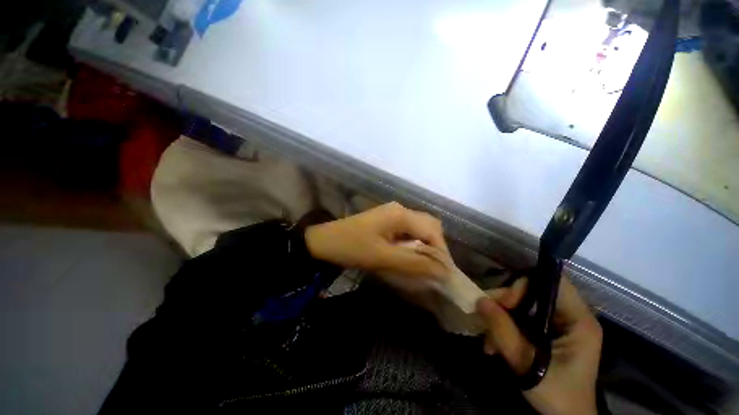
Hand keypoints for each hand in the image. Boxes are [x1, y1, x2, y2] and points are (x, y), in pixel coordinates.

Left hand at [305, 202, 449, 277]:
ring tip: (423, 264)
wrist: (325, 241)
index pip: (432, 231)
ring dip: (424, 245)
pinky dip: (413, 243)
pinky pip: (408, 230)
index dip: (441, 252)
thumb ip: (414, 263)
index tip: (443, 273)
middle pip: (429, 225)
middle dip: (435, 247)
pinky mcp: (387, 220)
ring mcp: (393, 213)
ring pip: (419, 228)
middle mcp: (400, 209)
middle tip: (433, 268)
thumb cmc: (352, 248)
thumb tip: (443, 271)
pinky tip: (409, 255)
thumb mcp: (383, 257)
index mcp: (401, 214)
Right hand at [477, 277, 601, 414]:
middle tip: (487, 318)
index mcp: (578, 321)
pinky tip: (493, 345)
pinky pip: (521, 319)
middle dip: (505, 303)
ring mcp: (558, 325)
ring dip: (501, 317)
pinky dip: (505, 327)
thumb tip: (479, 300)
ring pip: (523, 305)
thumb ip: (503, 331)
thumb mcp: (527, 365)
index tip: (504, 302)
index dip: (525, 285)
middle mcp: (571, 317)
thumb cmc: (556, 395)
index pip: (553, 282)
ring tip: (488, 339)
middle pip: (533, 292)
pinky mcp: (547, 334)